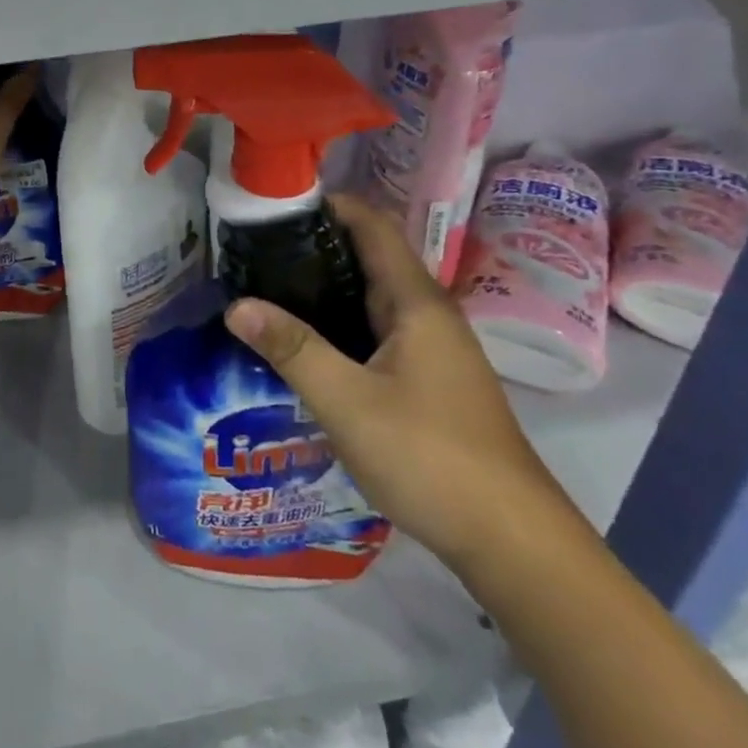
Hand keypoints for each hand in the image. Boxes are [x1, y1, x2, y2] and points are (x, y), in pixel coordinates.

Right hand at [224, 195, 577, 572]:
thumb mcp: (348, 401)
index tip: (273, 206)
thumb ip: (292, 349)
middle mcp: (426, 314)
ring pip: (370, 297)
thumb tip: (235, 304)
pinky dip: (338, 322)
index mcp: (415, 302)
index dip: (327, 206)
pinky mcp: (428, 378)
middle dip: (313, 247)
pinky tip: (305, 343)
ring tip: (265, 288)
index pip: (371, 225)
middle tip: (253, 250)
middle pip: (368, 257)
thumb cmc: (430, 457)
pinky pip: (375, 330)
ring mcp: (431, 348)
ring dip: (323, 287)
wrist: (512, 542)